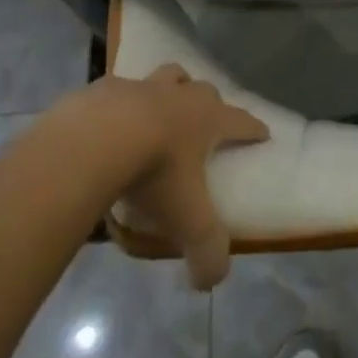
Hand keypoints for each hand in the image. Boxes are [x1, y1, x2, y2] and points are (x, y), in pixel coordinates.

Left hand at [99, 65, 268, 289]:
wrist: (94, 140)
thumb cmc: (154, 172)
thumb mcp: (186, 219)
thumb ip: (206, 250)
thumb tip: (212, 280)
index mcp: (206, 119)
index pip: (240, 121)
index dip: (253, 128)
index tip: (263, 132)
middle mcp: (179, 95)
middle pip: (203, 89)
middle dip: (208, 101)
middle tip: (204, 120)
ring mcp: (141, 86)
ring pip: (166, 77)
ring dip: (168, 89)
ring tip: (159, 110)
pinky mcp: (104, 88)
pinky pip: (118, 89)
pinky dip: (119, 103)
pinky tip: (108, 123)